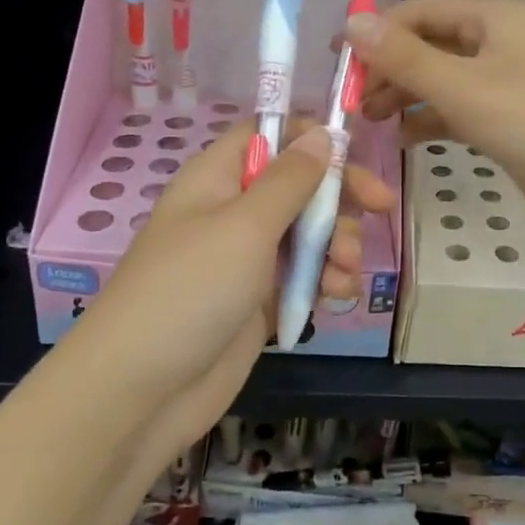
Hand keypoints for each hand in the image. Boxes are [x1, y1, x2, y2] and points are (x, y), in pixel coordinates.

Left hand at [67, 119, 396, 456]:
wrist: (143, 390)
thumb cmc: (192, 290)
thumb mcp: (245, 226)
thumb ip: (290, 180)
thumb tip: (321, 134)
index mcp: (218, 179)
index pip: (267, 136)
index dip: (308, 137)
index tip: (351, 150)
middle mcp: (233, 212)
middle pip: (298, 185)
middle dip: (340, 195)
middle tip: (382, 206)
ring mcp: (247, 259)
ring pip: (308, 233)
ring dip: (338, 243)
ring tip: (346, 270)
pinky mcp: (260, 301)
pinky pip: (304, 276)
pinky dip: (326, 279)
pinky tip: (337, 294)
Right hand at [349, 0, 524, 256]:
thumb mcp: (463, 86)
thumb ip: (404, 57)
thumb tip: (351, 22)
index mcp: (497, 18)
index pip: (423, 10)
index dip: (378, 31)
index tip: (337, 60)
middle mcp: (502, 44)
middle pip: (432, 44)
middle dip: (390, 68)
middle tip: (351, 99)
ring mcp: (509, 86)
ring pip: (444, 81)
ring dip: (407, 96)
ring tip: (369, 120)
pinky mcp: (512, 125)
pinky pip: (461, 112)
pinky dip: (431, 121)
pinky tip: (405, 140)